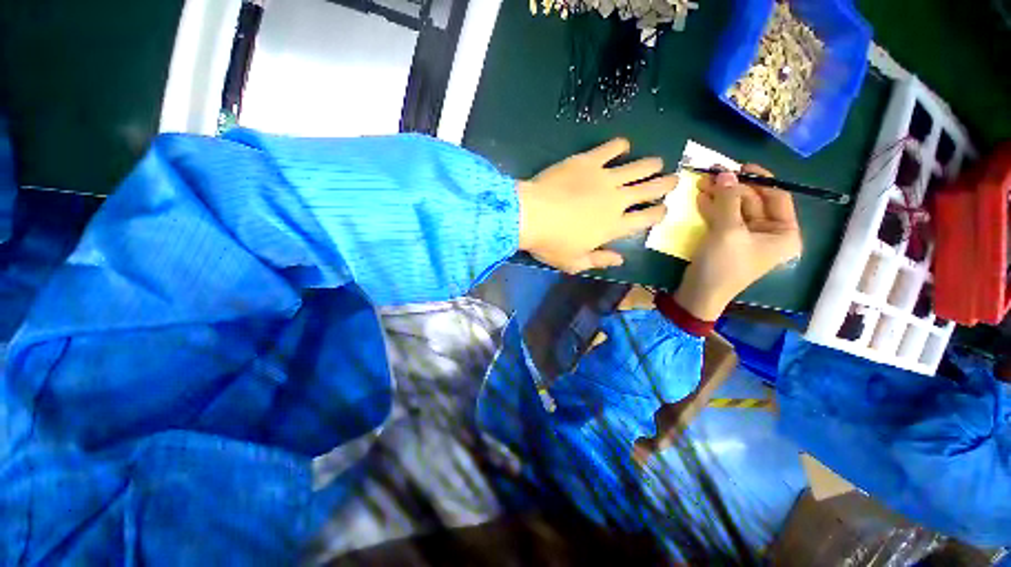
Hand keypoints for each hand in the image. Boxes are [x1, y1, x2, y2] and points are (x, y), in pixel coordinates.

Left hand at [517, 138, 675, 273]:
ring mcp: (603, 178)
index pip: (646, 219)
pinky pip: (610, 148)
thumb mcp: (573, 262)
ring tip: (658, 162)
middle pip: (648, 190)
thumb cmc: (551, 243)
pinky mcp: (588, 161)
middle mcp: (616, 201)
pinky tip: (624, 145)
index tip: (663, 208)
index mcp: (613, 227)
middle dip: (665, 184)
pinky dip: (620, 145)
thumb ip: (599, 260)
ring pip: (637, 168)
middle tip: (674, 178)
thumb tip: (620, 260)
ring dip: (650, 165)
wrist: (530, 215)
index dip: (658, 213)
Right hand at [674, 165, 802, 320]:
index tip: (740, 166)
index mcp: (784, 233)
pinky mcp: (728, 241)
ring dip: (719, 196)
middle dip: (733, 188)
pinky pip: (724, 219)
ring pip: (735, 209)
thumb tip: (724, 172)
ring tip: (701, 183)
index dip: (760, 179)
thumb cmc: (722, 265)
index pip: (777, 197)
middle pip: (754, 201)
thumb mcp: (727, 231)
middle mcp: (770, 233)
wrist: (699, 294)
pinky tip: (701, 198)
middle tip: (712, 174)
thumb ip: (728, 200)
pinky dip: (713, 208)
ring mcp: (747, 237)